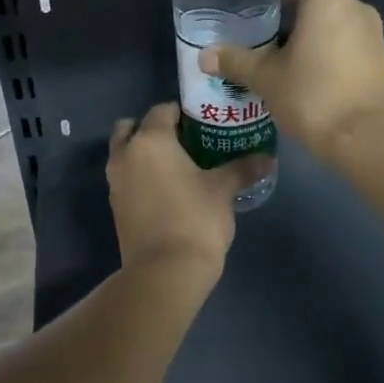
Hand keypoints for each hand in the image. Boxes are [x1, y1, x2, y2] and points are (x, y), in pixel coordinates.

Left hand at [107, 104, 259, 277]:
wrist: (165, 272)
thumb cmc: (195, 219)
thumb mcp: (223, 190)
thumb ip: (242, 169)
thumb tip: (268, 158)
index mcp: (150, 141)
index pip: (161, 110)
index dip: (182, 113)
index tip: (203, 122)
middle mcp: (125, 155)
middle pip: (132, 128)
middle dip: (153, 129)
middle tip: (184, 141)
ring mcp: (115, 183)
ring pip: (126, 154)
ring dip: (144, 154)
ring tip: (179, 166)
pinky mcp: (116, 207)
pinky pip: (127, 179)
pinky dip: (141, 176)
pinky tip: (169, 190)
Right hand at [200, 0, 383, 161]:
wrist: (367, 138)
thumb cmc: (314, 97)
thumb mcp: (267, 79)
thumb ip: (236, 61)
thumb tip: (203, 56)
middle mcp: (353, 6)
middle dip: (283, 12)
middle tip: (252, 28)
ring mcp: (371, 31)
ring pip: (329, 23)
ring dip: (303, 33)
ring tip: (272, 52)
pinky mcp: (379, 56)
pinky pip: (343, 41)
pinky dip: (323, 48)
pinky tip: (300, 69)